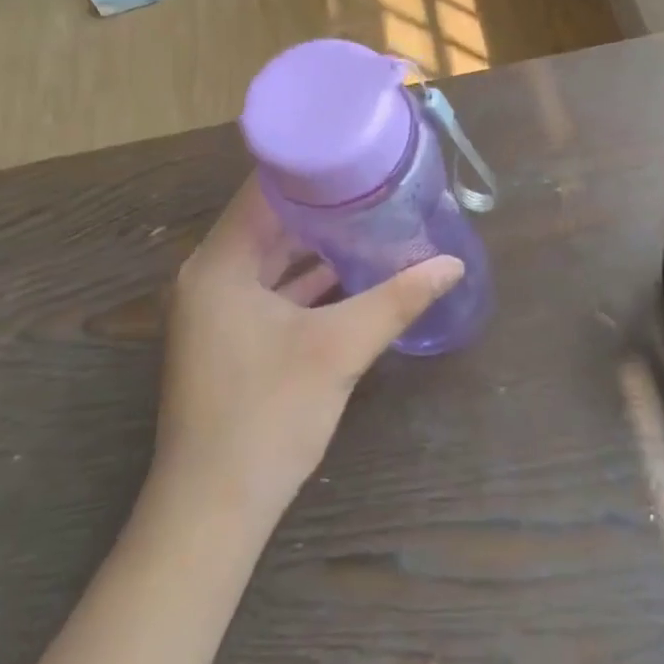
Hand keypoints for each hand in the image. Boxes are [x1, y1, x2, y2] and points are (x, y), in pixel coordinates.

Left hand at [156, 178, 464, 518]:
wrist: (213, 511)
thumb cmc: (267, 417)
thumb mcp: (339, 349)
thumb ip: (397, 300)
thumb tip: (452, 265)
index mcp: (220, 264)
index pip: (265, 190)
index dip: (313, 168)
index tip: (361, 153)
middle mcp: (210, 277)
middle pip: (271, 222)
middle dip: (325, 206)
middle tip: (378, 184)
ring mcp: (217, 311)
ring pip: (273, 259)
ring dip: (319, 244)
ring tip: (375, 219)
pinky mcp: (230, 339)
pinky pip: (272, 290)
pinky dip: (308, 280)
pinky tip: (353, 273)